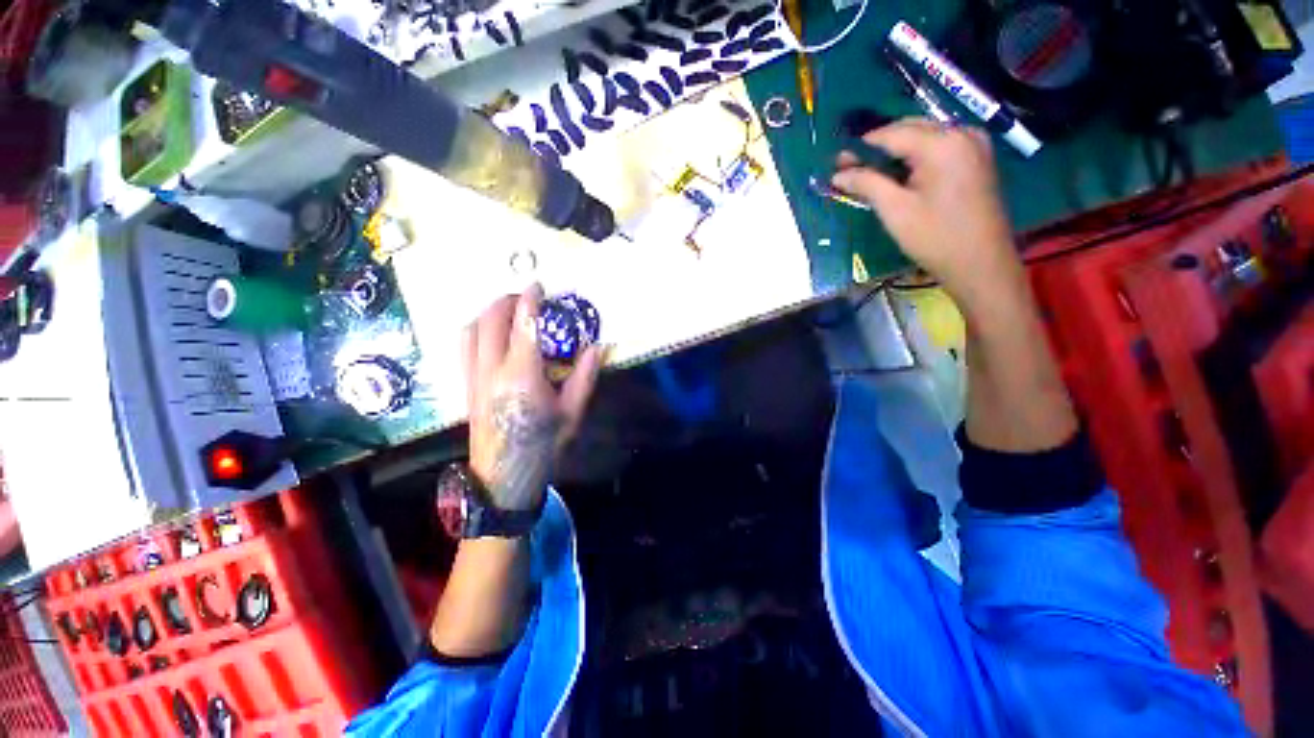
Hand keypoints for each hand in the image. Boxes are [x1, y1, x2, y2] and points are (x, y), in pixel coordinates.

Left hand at [461, 284, 602, 510]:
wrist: (504, 476)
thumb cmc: (544, 444)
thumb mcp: (573, 412)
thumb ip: (584, 376)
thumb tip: (596, 346)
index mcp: (523, 375)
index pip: (524, 325)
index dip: (530, 300)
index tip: (538, 284)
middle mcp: (492, 370)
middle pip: (490, 320)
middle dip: (506, 300)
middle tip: (525, 297)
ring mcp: (473, 377)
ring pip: (470, 329)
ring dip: (488, 313)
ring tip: (507, 312)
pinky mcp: (465, 385)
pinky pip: (463, 346)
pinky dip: (476, 329)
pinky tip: (490, 334)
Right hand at [831, 119, 1023, 303]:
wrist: (981, 263)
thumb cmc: (935, 237)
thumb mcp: (895, 210)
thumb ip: (866, 184)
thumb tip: (838, 174)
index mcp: (942, 143)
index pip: (892, 134)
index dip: (861, 147)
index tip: (837, 162)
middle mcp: (961, 132)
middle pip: (910, 129)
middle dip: (878, 147)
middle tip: (850, 168)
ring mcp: (973, 144)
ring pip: (924, 137)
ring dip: (895, 152)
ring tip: (870, 173)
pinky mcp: (977, 158)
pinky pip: (939, 147)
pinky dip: (915, 157)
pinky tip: (898, 175)